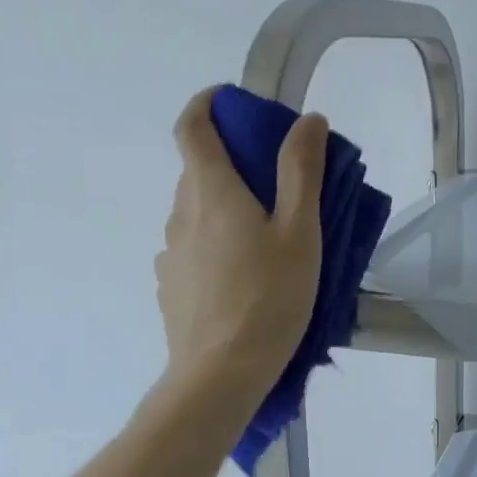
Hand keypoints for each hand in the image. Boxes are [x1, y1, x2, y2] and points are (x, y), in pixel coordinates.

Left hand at [156, 88, 325, 395]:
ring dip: (224, 206)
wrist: (220, 375)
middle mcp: (180, 213)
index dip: (206, 104)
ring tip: (265, 236)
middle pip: (197, 170)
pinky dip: (214, 242)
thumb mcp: (299, 231)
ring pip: (195, 212)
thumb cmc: (269, 298)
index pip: (191, 127)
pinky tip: (243, 276)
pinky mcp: (170, 286)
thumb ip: (301, 171)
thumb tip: (306, 120)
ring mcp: (169, 253)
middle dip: (230, 161)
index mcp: (210, 191)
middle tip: (274, 179)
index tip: (230, 101)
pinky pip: (192, 247)